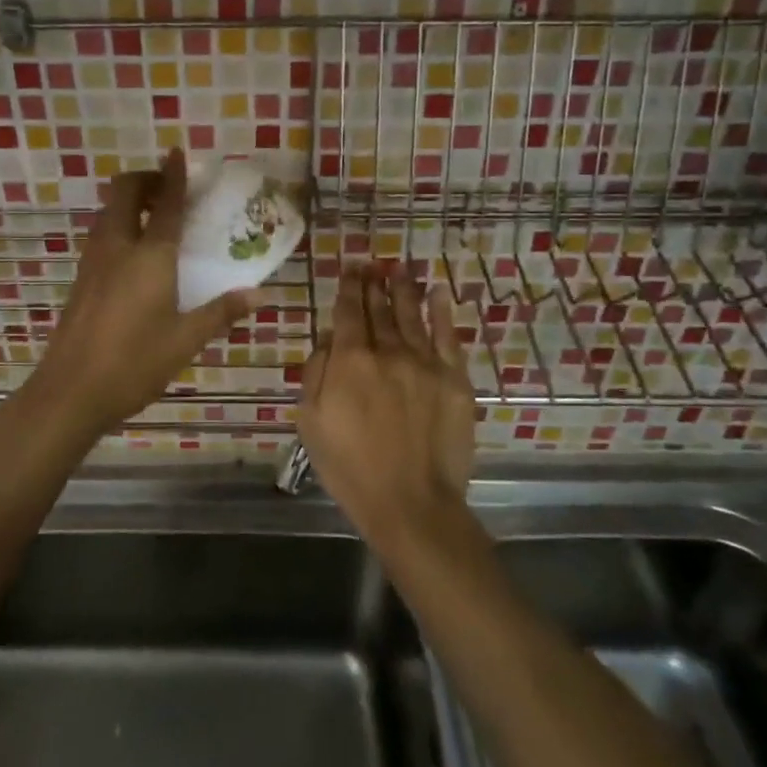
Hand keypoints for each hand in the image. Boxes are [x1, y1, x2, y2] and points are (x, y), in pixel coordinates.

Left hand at [32, 149, 259, 438]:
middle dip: (146, 179)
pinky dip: (120, 224)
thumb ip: (221, 312)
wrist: (70, 391)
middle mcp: (117, 247)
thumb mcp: (185, 340)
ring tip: (156, 217)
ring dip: (131, 201)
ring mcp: (93, 261)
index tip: (179, 153)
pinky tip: (135, 252)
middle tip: (169, 189)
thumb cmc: (134, 363)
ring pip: (109, 211)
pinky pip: (102, 233)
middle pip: (124, 192)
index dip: (174, 175)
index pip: (165, 203)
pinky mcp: (82, 278)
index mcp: (149, 256)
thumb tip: (259, 294)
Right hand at [298, 264, 476, 542]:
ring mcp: (425, 363)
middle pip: (380, 308)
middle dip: (374, 283)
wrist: (411, 502)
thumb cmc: (350, 467)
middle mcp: (388, 351)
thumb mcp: (311, 421)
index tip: (351, 267)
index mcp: (350, 360)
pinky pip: (448, 335)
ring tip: (399, 268)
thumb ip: (316, 372)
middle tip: (372, 264)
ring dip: (404, 288)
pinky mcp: (455, 379)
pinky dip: (442, 310)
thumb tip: (329, 337)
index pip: (349, 311)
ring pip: (412, 314)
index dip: (349, 286)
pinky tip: (438, 291)